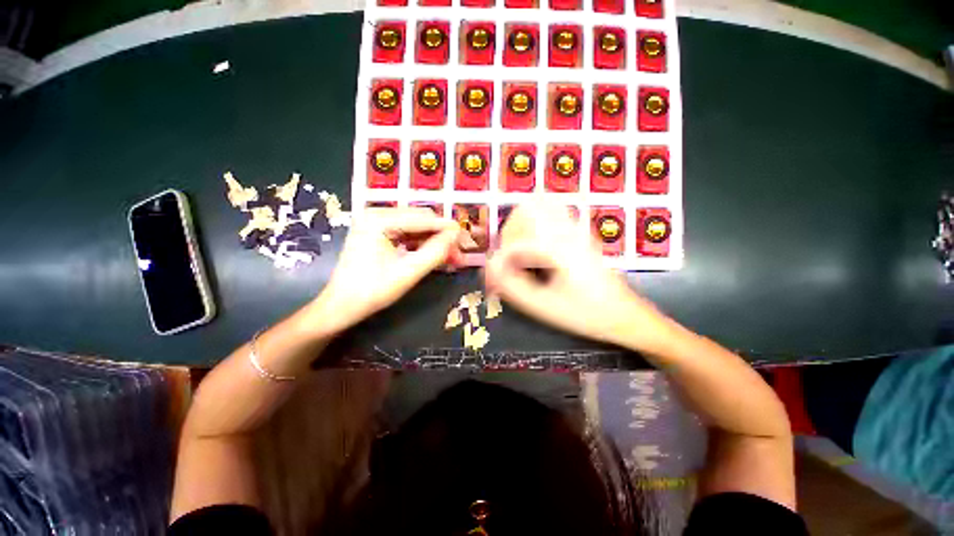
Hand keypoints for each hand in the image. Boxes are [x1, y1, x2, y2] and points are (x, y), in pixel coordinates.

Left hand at [309, 208, 461, 334]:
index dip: (447, 229)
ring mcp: (375, 222)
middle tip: (458, 253)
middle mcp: (376, 214)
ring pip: (416, 227)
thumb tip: (456, 234)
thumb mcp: (408, 272)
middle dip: (441, 236)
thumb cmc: (372, 291)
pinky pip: (407, 234)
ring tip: (450, 257)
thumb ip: (435, 252)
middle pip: (420, 220)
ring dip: (434, 241)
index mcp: (379, 219)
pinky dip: (422, 244)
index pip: (423, 218)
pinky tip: (434, 255)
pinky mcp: (377, 232)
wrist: (341, 306)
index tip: (466, 238)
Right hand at [485, 201, 665, 348]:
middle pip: (524, 211)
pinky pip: (553, 209)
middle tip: (508, 259)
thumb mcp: (545, 307)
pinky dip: (536, 217)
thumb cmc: (586, 313)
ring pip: (538, 204)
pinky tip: (534, 239)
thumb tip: (489, 270)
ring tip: (517, 248)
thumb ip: (512, 287)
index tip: (494, 281)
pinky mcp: (578, 230)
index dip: (498, 262)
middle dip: (508, 235)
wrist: (624, 314)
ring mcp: (575, 226)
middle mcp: (566, 229)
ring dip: (520, 223)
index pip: (514, 243)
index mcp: (558, 248)